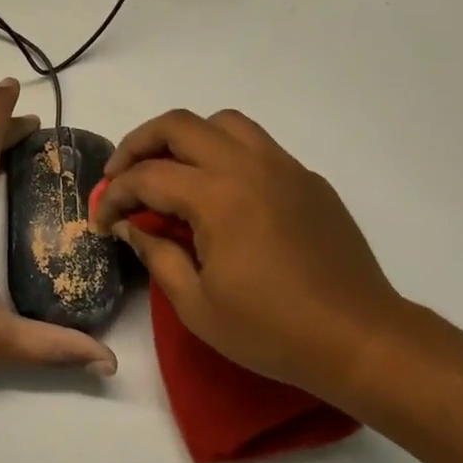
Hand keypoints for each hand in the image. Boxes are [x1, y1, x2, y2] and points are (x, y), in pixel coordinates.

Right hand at [91, 108, 408, 399]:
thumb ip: (155, 255)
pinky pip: (256, 145)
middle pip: (178, 125)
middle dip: (138, 144)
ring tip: (170, 171)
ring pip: (222, 123)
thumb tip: (128, 225)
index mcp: (218, 197)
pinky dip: (224, 153)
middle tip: (121, 175)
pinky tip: (220, 192)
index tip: (102, 219)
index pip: (147, 177)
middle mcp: (248, 166)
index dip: (114, 195)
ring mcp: (283, 167)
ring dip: (185, 138)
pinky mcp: (307, 179)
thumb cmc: (273, 331)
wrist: (360, 339)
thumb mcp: (197, 305)